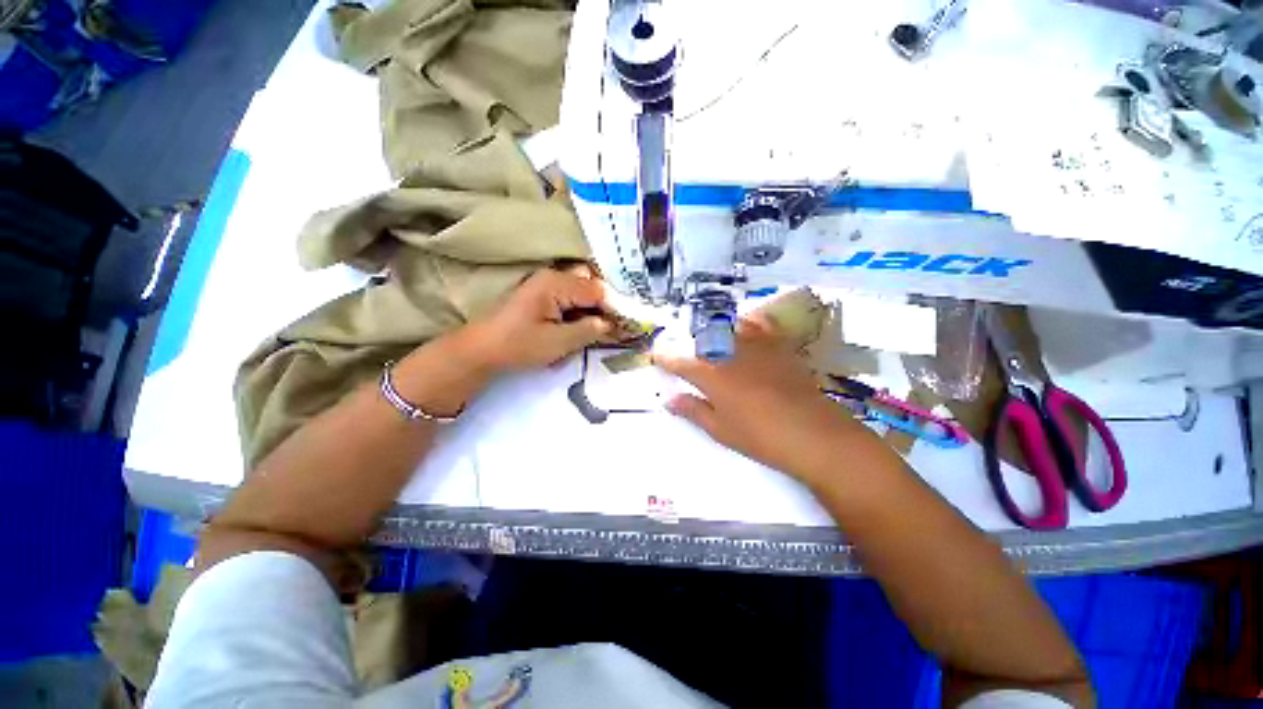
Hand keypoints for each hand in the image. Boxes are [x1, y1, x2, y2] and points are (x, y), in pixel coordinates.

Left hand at [469, 267, 613, 371]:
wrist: (481, 350)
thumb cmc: (518, 345)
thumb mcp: (558, 342)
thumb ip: (589, 330)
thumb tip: (612, 324)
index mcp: (556, 284)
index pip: (598, 290)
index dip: (615, 307)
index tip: (629, 324)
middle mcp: (553, 277)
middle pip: (591, 284)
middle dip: (605, 305)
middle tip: (614, 327)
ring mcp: (546, 284)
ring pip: (582, 290)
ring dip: (593, 308)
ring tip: (599, 329)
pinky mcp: (542, 295)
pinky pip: (570, 297)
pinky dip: (580, 310)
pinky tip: (581, 327)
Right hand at [653, 315, 869, 480]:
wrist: (812, 433)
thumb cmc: (759, 436)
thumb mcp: (720, 429)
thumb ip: (693, 410)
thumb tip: (669, 400)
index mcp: (711, 375)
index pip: (680, 361)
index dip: (666, 358)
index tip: (657, 355)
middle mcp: (729, 353)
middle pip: (703, 340)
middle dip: (690, 344)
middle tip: (687, 353)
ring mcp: (756, 347)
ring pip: (729, 328)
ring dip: (716, 331)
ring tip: (713, 340)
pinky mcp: (779, 347)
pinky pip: (760, 326)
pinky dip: (748, 324)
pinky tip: (747, 327)